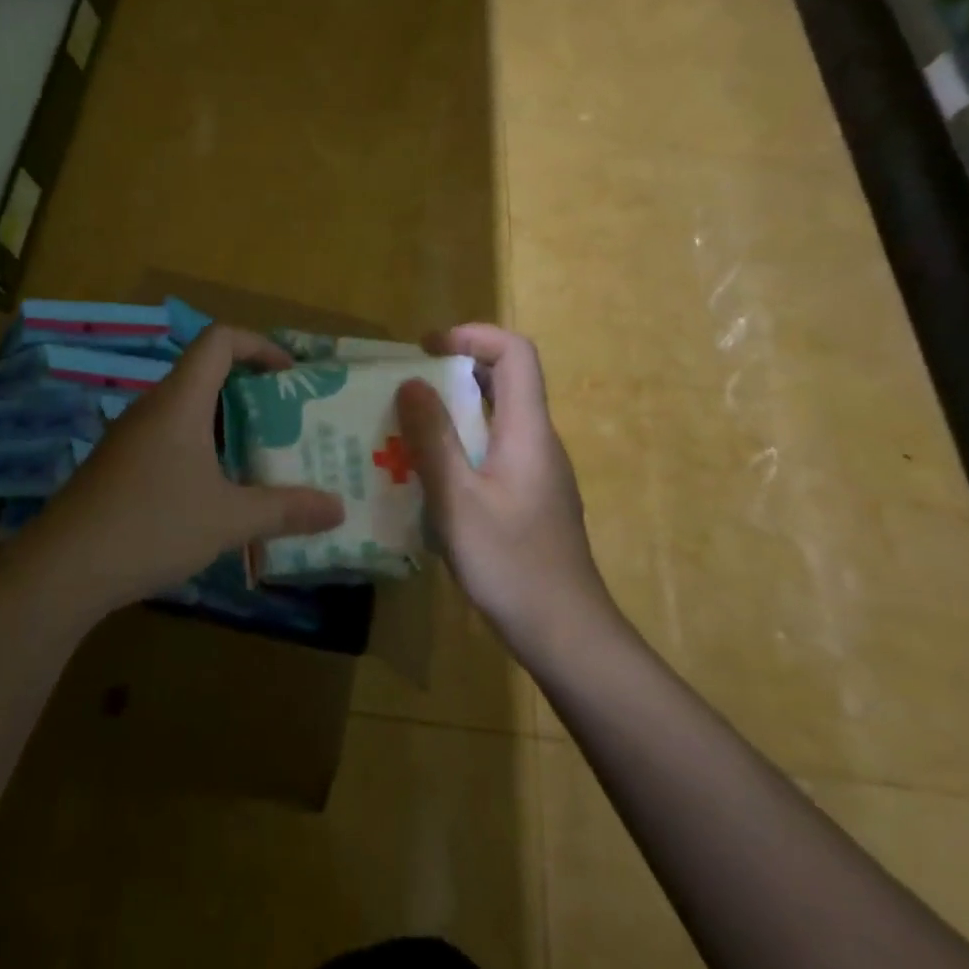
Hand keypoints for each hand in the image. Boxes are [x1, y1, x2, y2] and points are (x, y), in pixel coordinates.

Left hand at [9, 325, 344, 612]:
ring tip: (261, 459)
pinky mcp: (117, 466)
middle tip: (287, 423)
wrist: (63, 569)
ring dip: (226, 427)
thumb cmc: (152, 526)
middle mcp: (152, 408)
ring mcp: (129, 437)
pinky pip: (168, 440)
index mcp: (179, 401)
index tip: (290, 375)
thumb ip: (285, 509)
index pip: (219, 340)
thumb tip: (338, 508)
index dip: (259, 345)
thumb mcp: (228, 520)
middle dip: (251, 392)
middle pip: (205, 374)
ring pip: (187, 412)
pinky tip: (215, 494)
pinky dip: (200, 451)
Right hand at [395, 325, 616, 646]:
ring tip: (403, 432)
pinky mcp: (529, 499)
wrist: (565, 632)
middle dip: (452, 373)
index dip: (473, 336)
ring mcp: (537, 473)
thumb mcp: (458, 501)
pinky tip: (428, 480)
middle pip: (504, 382)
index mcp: (528, 431)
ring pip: (496, 420)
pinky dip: (460, 448)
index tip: (425, 349)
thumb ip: (433, 439)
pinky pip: (493, 453)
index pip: (515, 353)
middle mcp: (538, 442)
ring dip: (452, 414)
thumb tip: (411, 382)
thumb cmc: (511, 564)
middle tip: (403, 390)